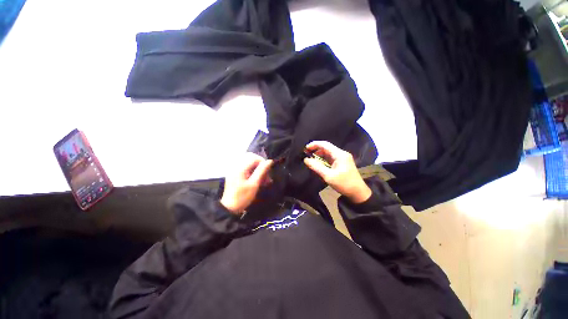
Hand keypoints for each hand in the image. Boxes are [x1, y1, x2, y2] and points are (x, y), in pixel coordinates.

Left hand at [220, 153, 272, 214]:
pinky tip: (258, 180)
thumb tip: (269, 161)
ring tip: (264, 179)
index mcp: (240, 168)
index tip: (268, 171)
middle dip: (260, 164)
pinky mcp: (236, 174)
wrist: (229, 208)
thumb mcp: (254, 184)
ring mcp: (235, 170)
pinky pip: (246, 168)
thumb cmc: (242, 197)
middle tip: (266, 174)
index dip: (263, 162)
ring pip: (249, 163)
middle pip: (251, 158)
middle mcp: (236, 166)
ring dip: (258, 169)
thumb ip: (261, 171)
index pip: (253, 157)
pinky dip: (253, 172)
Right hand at [304, 141, 371, 203]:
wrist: (358, 193)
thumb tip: (306, 160)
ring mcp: (342, 158)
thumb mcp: (328, 176)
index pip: (325, 144)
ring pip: (328, 153)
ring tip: (311, 160)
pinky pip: (331, 158)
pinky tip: (318, 164)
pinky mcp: (342, 163)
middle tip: (306, 155)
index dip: (314, 144)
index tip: (306, 148)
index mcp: (339, 154)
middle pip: (326, 148)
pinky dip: (323, 160)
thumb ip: (316, 167)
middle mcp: (341, 154)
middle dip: (316, 150)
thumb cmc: (344, 183)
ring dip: (319, 155)